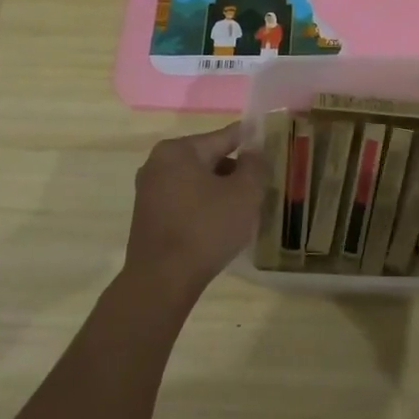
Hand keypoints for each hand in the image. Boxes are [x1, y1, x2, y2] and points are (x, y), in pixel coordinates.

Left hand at [125, 123, 267, 300]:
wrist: (162, 282)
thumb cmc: (206, 229)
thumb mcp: (245, 193)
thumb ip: (255, 165)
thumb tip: (253, 152)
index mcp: (179, 150)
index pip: (225, 137)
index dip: (252, 141)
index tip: (271, 145)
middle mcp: (158, 163)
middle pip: (210, 159)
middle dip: (236, 171)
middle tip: (261, 186)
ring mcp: (149, 191)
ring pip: (198, 182)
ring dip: (221, 191)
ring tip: (245, 209)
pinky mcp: (148, 216)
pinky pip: (185, 201)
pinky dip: (204, 206)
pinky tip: (221, 225)